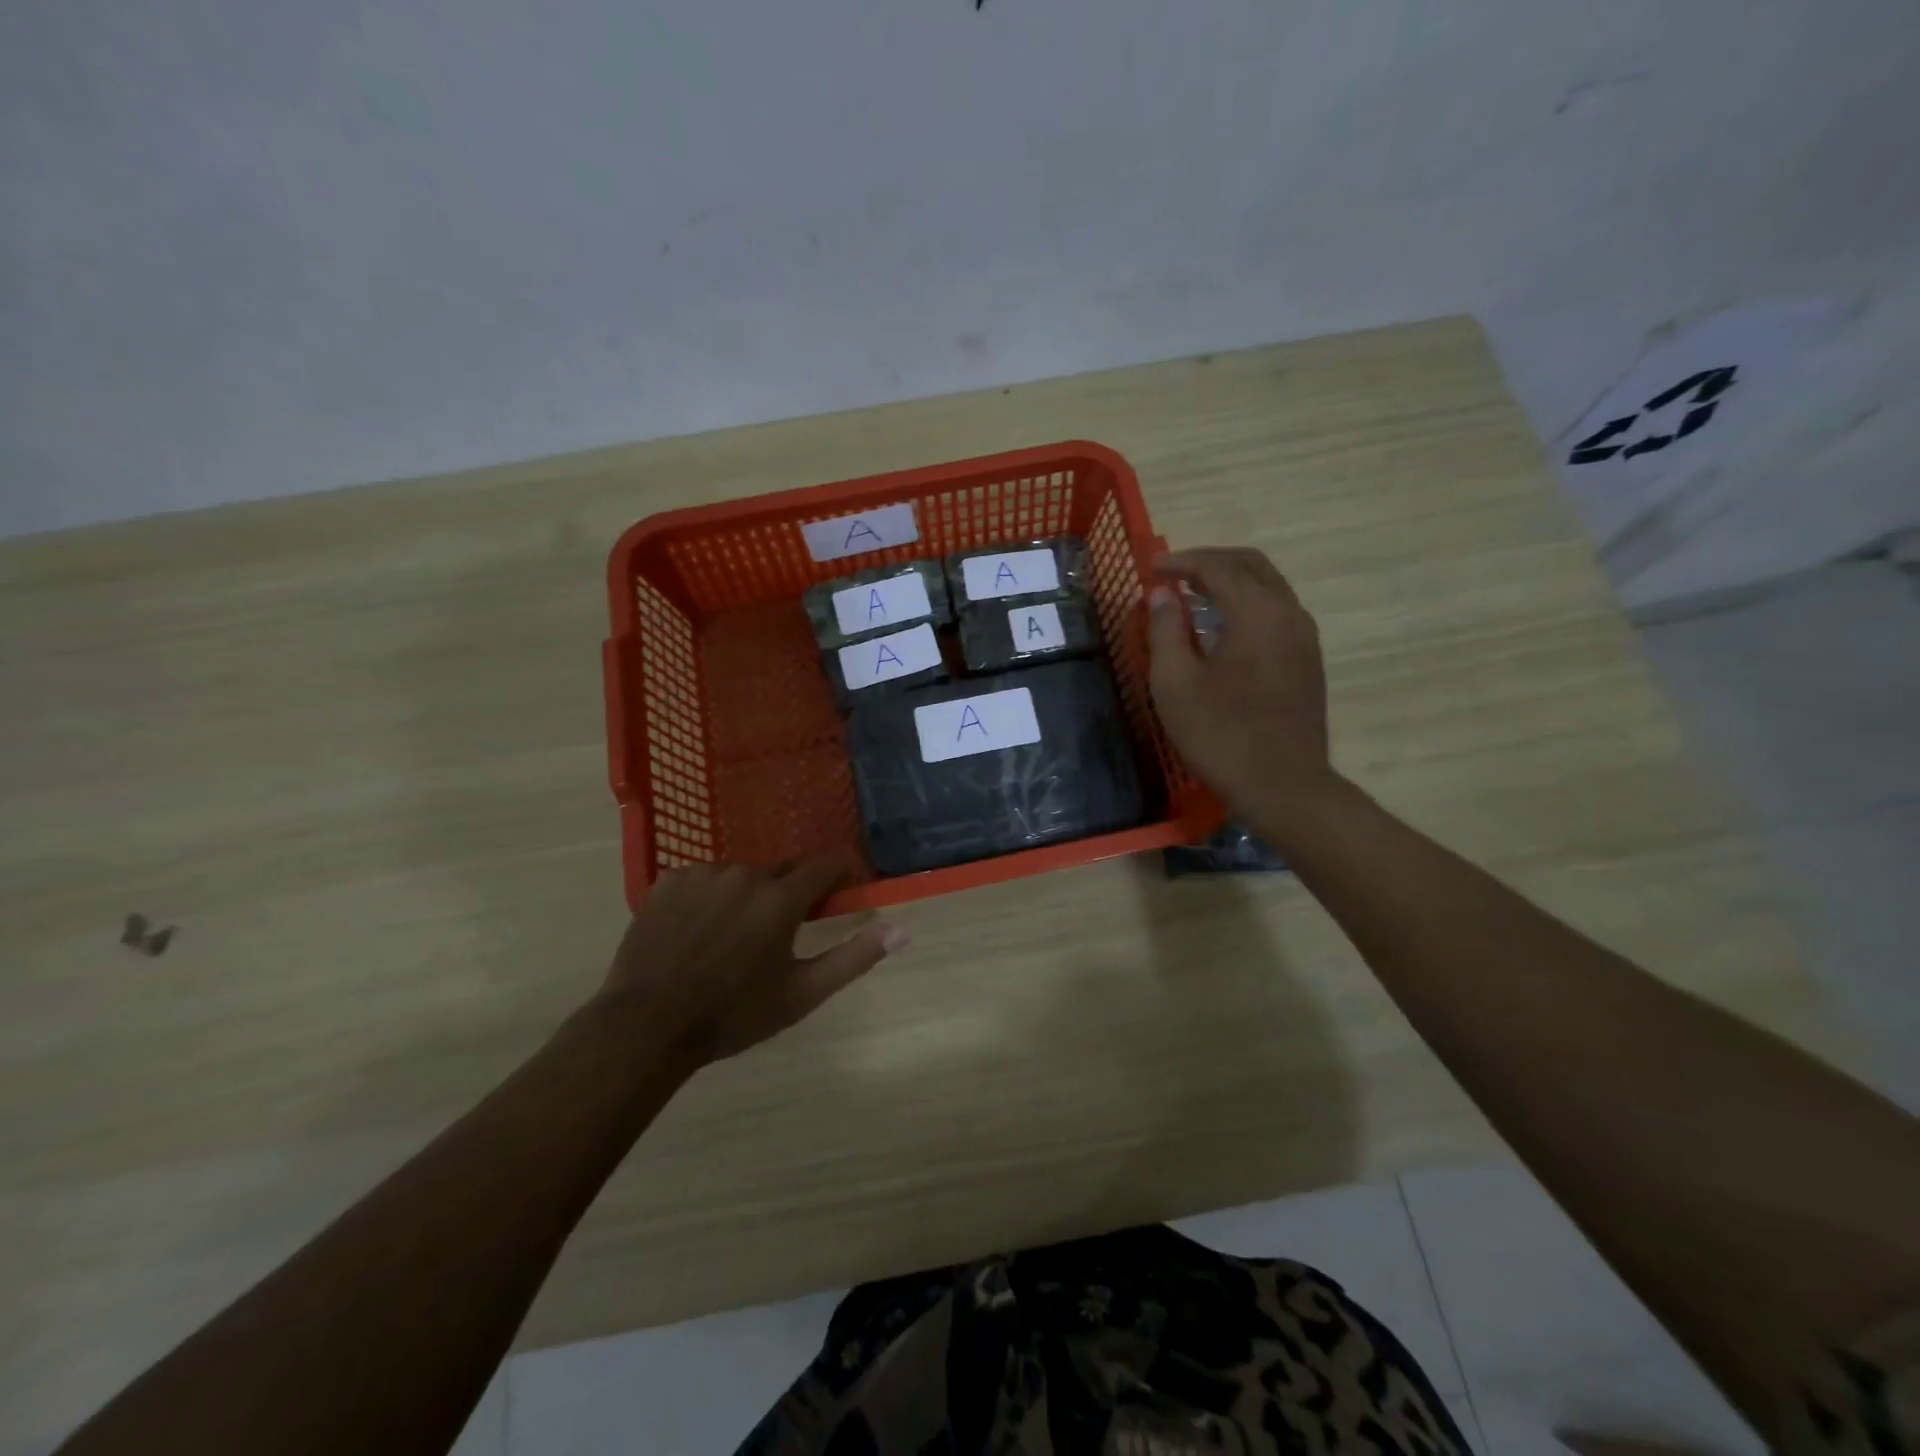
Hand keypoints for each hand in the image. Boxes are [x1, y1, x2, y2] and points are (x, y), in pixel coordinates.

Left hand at [596, 861, 905, 1067]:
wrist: (648, 1026)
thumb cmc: (734, 1014)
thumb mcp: (802, 993)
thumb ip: (854, 957)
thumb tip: (902, 930)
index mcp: (781, 898)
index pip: (825, 866)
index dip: (839, 875)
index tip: (842, 890)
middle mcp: (745, 874)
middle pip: (780, 873)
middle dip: (786, 896)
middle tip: (774, 936)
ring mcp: (702, 874)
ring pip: (739, 876)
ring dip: (744, 897)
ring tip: (728, 939)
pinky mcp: (667, 881)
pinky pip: (701, 879)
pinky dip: (707, 898)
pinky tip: (695, 931)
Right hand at [1147, 547, 1334, 817]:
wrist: (1283, 786)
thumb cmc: (1220, 735)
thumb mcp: (1175, 683)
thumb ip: (1166, 630)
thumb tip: (1162, 594)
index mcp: (1257, 612)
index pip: (1218, 566)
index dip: (1182, 562)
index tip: (1151, 568)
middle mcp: (1289, 613)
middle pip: (1251, 566)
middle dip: (1210, 562)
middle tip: (1173, 574)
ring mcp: (1305, 637)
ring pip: (1268, 587)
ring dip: (1230, 582)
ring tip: (1192, 597)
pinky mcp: (1308, 660)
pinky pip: (1276, 612)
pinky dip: (1246, 604)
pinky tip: (1221, 628)